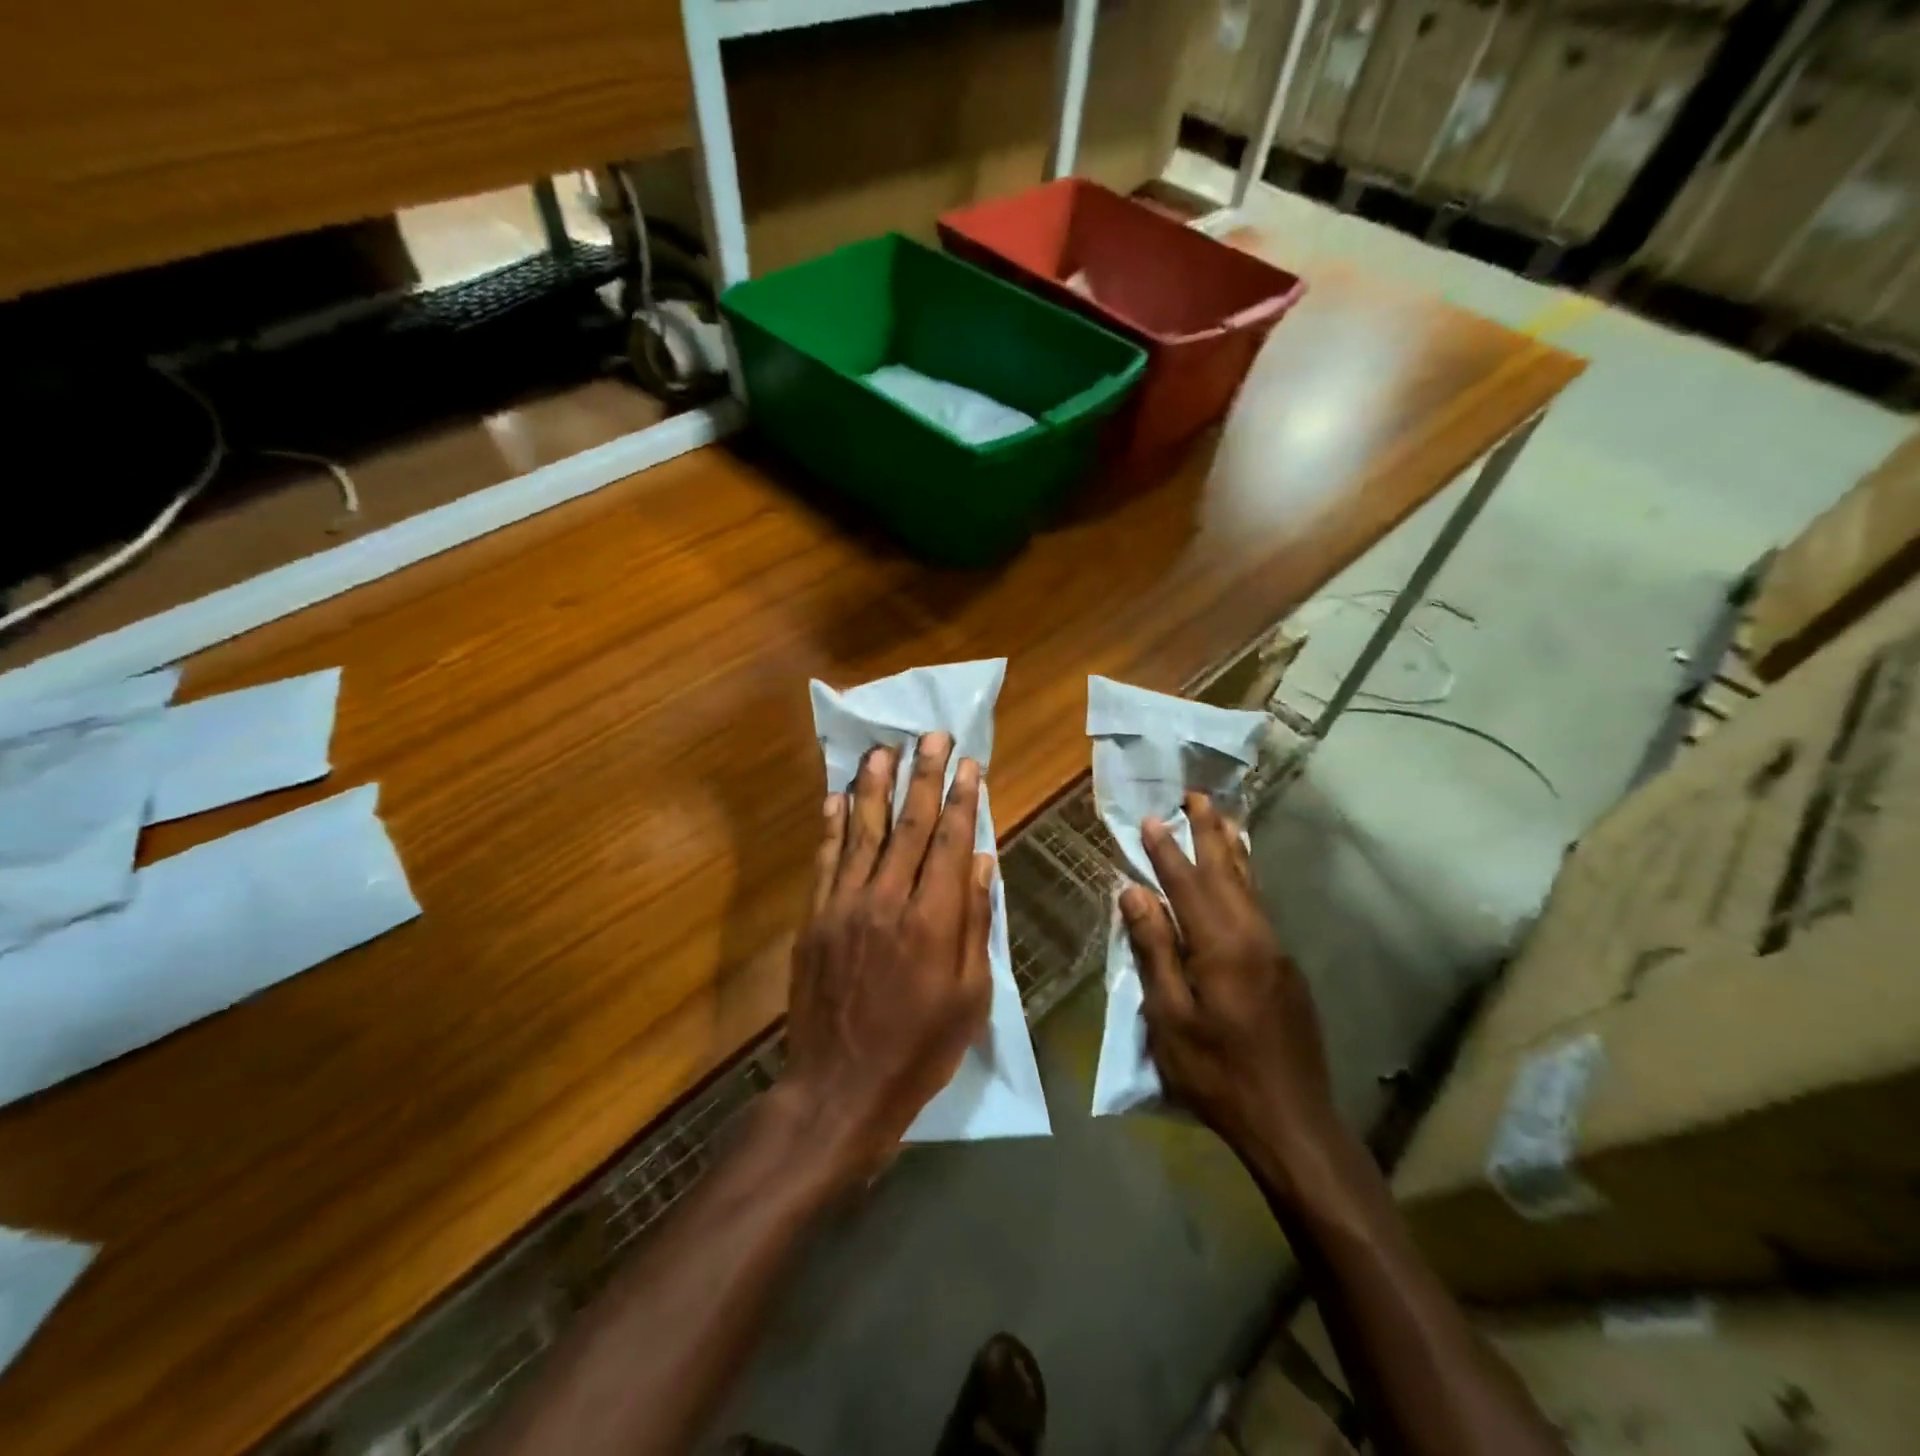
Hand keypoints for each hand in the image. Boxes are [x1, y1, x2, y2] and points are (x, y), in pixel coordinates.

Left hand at [778, 733, 994, 1188]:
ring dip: (873, 787)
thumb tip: (983, 864)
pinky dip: (831, 827)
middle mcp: (887, 901)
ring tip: (881, 749)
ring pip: (862, 833)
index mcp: (933, 921)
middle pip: (909, 826)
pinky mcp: (814, 920)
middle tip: (931, 737)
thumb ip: (976, 924)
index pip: (951, 842)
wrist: (839, 1089)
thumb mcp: (970, 997)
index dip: (962, 799)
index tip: (969, 763)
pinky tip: (835, 798)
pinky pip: (824, 862)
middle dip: (923, 776)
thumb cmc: (919, 1050)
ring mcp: (844, 907)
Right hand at [1119, 792, 1336, 1171]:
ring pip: (1249, 888)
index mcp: (1221, 946)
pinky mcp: (1286, 971)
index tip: (1152, 818)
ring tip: (1224, 820)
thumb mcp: (1169, 1016)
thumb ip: (1154, 949)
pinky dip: (1245, 881)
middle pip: (1227, 872)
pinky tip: (1240, 879)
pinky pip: (1259, 909)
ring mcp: (1276, 953)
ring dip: (1232, 850)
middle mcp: (1253, 937)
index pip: (1186, 884)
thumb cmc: (1217, 1073)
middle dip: (1210, 833)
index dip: (1166, 851)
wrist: (1293, 1122)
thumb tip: (1134, 893)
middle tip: (1198, 796)